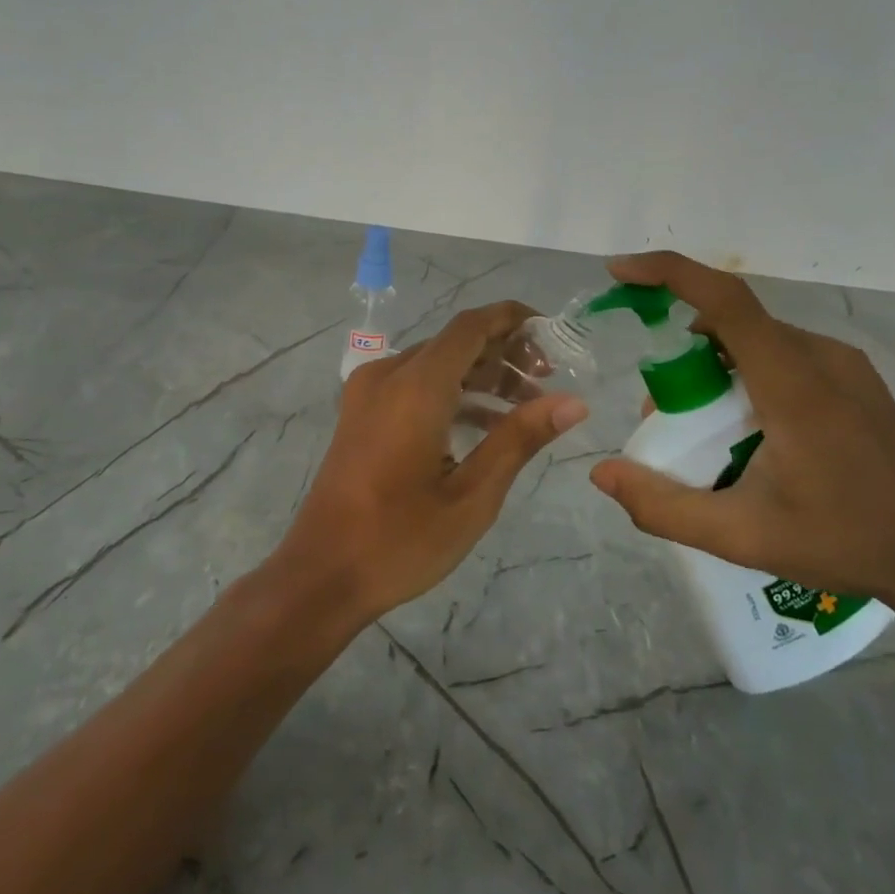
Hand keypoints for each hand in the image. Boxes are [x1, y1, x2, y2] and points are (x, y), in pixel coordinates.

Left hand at [272, 302, 587, 627]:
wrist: (322, 574)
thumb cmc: (400, 540)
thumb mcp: (472, 495)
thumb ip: (519, 439)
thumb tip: (573, 402)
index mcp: (415, 387)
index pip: (471, 326)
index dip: (513, 320)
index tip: (554, 335)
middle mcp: (387, 375)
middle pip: (454, 342)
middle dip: (503, 352)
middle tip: (548, 380)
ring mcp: (367, 393)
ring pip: (434, 363)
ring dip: (479, 375)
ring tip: (526, 405)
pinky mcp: (360, 413)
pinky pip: (413, 385)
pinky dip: (450, 392)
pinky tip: (484, 424)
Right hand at [588, 252, 894, 602]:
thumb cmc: (840, 543)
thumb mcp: (739, 536)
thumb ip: (662, 506)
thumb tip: (601, 472)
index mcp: (794, 385)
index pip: (725, 302)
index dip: (668, 274)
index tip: (620, 272)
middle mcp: (820, 357)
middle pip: (729, 323)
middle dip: (681, 354)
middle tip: (666, 415)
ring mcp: (843, 363)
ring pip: (754, 338)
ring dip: (713, 366)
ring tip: (708, 430)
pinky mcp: (853, 376)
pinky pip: (780, 352)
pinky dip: (744, 373)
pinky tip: (749, 429)